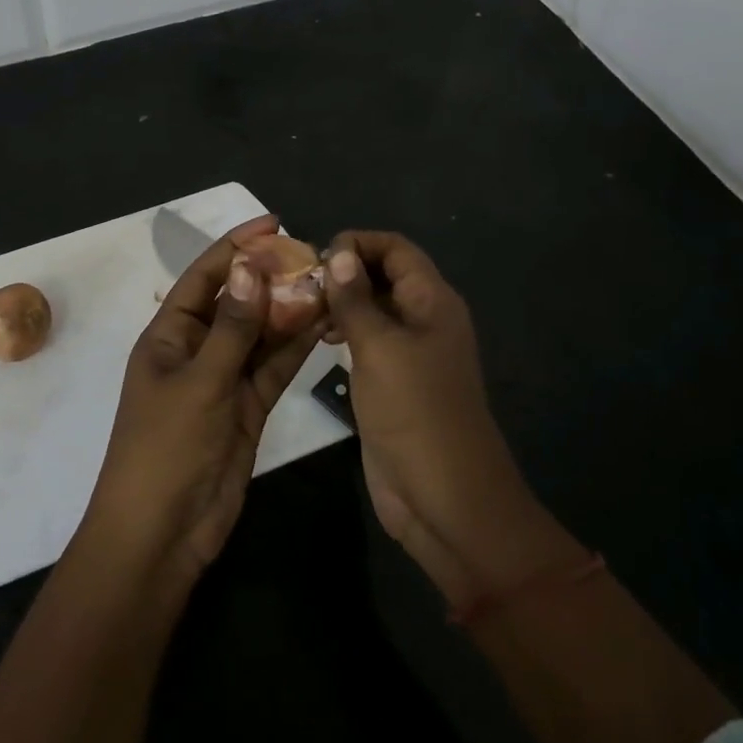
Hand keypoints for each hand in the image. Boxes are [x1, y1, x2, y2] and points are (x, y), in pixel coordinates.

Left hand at [84, 214, 323, 586]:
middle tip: (315, 256)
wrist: (163, 534)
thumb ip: (232, 327)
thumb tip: (252, 267)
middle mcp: (197, 349)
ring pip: (261, 334)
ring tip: (328, 283)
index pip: (205, 277)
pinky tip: (323, 323)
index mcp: (169, 335)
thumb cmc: (166, 449)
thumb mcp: (199, 383)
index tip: (274, 223)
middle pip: (238, 302)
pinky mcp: (247, 407)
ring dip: (290, 310)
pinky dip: (295, 347)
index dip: (237, 247)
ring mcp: (224, 380)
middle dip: (271, 278)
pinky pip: (273, 367)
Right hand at [322, 231, 559, 606]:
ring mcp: (409, 353)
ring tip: (301, 307)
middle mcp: (424, 319)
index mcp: (432, 302)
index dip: (359, 242)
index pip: (396, 249)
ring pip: (373, 308)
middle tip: (298, 282)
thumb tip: (339, 253)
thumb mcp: (380, 349)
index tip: (317, 256)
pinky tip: (317, 338)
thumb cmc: (416, 413)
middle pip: (384, 275)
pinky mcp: (394, 382)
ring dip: (341, 301)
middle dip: (345, 271)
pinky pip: (368, 341)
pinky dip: (344, 331)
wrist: (445, 499)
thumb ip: (356, 299)